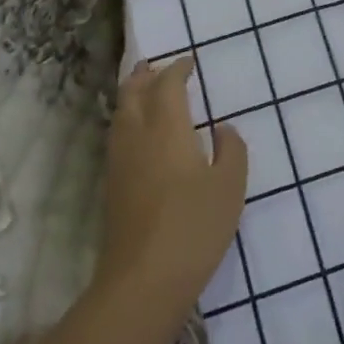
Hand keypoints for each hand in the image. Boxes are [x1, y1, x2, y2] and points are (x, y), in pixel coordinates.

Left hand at [94, 58, 247, 330]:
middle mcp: (137, 137)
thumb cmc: (194, 227)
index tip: (190, 62)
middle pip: (133, 94)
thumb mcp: (229, 187)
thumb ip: (231, 150)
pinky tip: (141, 135)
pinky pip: (118, 137)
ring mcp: (120, 163)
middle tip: (157, 66)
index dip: (177, 69)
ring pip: (120, 115)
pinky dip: (128, 120)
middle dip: (145, 76)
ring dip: (133, 96)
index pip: (167, 86)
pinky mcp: (112, 187)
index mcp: (166, 128)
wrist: (143, 281)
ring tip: (146, 91)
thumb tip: (223, 128)